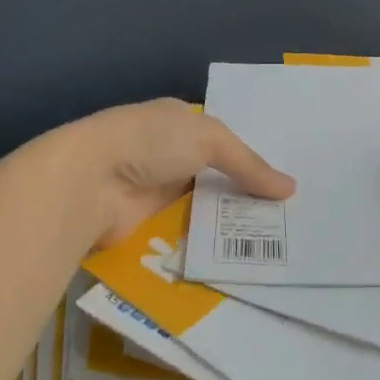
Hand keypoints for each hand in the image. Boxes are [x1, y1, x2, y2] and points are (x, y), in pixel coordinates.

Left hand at [31, 98, 295, 247]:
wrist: (89, 182)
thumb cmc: (150, 142)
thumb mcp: (209, 139)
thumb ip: (249, 165)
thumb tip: (290, 189)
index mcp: (178, 120)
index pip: (222, 138)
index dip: (251, 156)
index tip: (285, 178)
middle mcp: (167, 153)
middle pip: (215, 175)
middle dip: (245, 193)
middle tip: (291, 216)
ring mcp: (155, 191)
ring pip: (202, 208)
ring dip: (228, 223)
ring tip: (277, 243)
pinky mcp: (145, 225)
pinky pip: (185, 235)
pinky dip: (207, 244)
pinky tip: (240, 259)